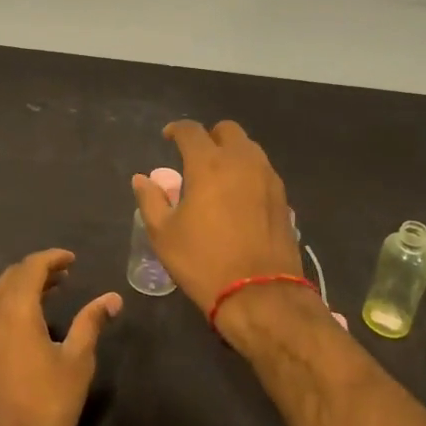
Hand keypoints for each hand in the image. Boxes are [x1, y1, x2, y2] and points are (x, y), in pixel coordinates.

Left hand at [0, 250, 121, 425]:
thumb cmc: (46, 408)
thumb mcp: (77, 363)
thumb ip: (91, 323)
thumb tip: (111, 298)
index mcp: (13, 309)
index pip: (31, 267)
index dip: (52, 258)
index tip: (72, 260)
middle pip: (9, 278)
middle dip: (36, 272)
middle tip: (63, 278)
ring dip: (19, 292)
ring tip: (46, 299)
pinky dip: (4, 312)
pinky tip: (21, 330)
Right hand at [132, 120, 303, 313]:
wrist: (261, 295)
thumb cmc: (204, 262)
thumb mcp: (164, 235)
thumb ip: (151, 200)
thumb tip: (142, 179)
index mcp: (209, 164)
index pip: (191, 131)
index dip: (177, 130)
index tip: (168, 137)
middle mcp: (242, 161)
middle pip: (227, 130)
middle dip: (210, 136)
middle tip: (196, 156)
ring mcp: (268, 178)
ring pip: (249, 148)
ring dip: (232, 152)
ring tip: (218, 176)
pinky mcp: (283, 197)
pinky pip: (263, 170)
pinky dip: (248, 172)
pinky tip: (239, 196)